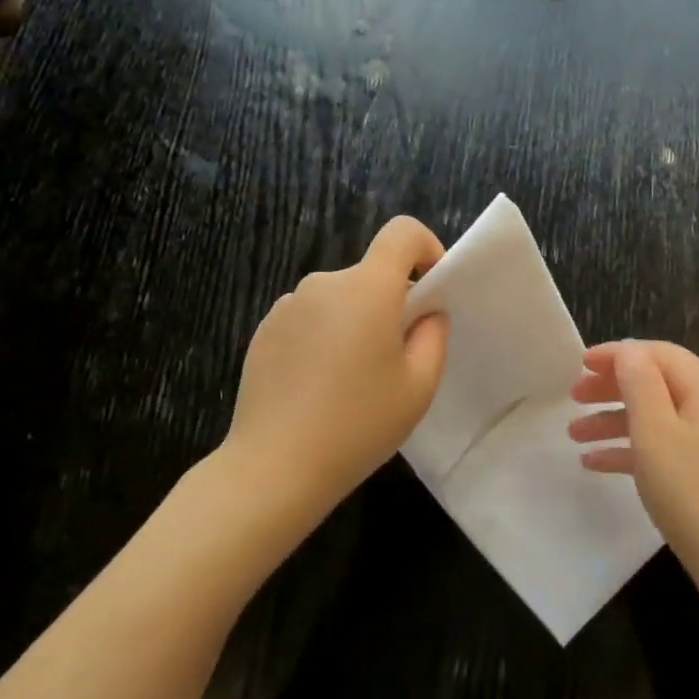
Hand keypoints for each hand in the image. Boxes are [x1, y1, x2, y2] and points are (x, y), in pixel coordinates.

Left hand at [224, 217, 448, 523]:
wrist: (275, 466)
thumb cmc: (358, 424)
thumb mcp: (419, 386)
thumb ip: (434, 336)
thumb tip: (426, 313)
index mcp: (367, 289)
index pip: (402, 233)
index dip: (427, 248)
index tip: (432, 288)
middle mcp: (324, 284)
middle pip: (371, 274)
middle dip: (392, 303)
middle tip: (398, 358)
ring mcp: (288, 306)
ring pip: (340, 299)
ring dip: (356, 322)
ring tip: (355, 380)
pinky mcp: (264, 330)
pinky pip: (310, 318)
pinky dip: (325, 337)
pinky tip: (319, 387)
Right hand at [567, 341, 698, 614]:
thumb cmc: (694, 494)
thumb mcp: (656, 432)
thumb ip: (640, 384)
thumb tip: (629, 351)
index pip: (660, 354)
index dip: (618, 354)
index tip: (579, 365)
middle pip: (660, 384)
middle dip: (613, 388)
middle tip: (572, 398)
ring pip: (661, 419)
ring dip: (617, 422)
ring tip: (575, 436)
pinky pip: (671, 449)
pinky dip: (635, 451)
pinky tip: (598, 465)